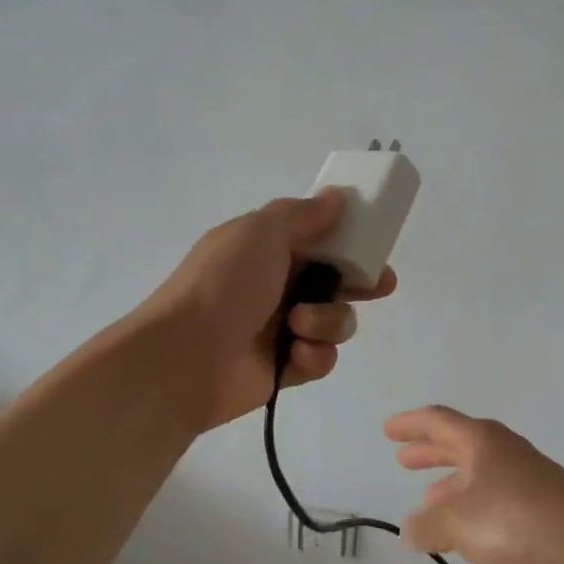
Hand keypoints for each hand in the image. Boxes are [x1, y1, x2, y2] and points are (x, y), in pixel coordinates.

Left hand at [144, 188, 397, 430]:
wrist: (184, 356)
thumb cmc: (224, 282)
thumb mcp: (261, 231)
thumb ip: (303, 213)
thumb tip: (337, 195)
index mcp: (268, 248)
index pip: (319, 238)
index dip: (349, 239)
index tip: (375, 242)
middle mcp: (278, 285)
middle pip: (336, 280)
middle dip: (360, 283)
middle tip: (379, 286)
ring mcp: (283, 328)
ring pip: (336, 320)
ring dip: (328, 320)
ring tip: (300, 324)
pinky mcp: (288, 368)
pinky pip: (323, 358)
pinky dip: (314, 354)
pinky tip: (296, 354)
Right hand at [383, 405, 563, 563]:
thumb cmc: (518, 520)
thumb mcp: (460, 522)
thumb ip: (429, 525)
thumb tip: (409, 528)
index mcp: (480, 441)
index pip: (438, 421)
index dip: (411, 424)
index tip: (388, 430)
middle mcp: (501, 450)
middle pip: (457, 444)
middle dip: (429, 452)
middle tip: (402, 459)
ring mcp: (523, 477)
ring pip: (476, 473)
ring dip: (449, 484)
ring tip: (427, 501)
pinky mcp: (539, 506)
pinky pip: (492, 498)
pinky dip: (471, 508)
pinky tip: (464, 533)